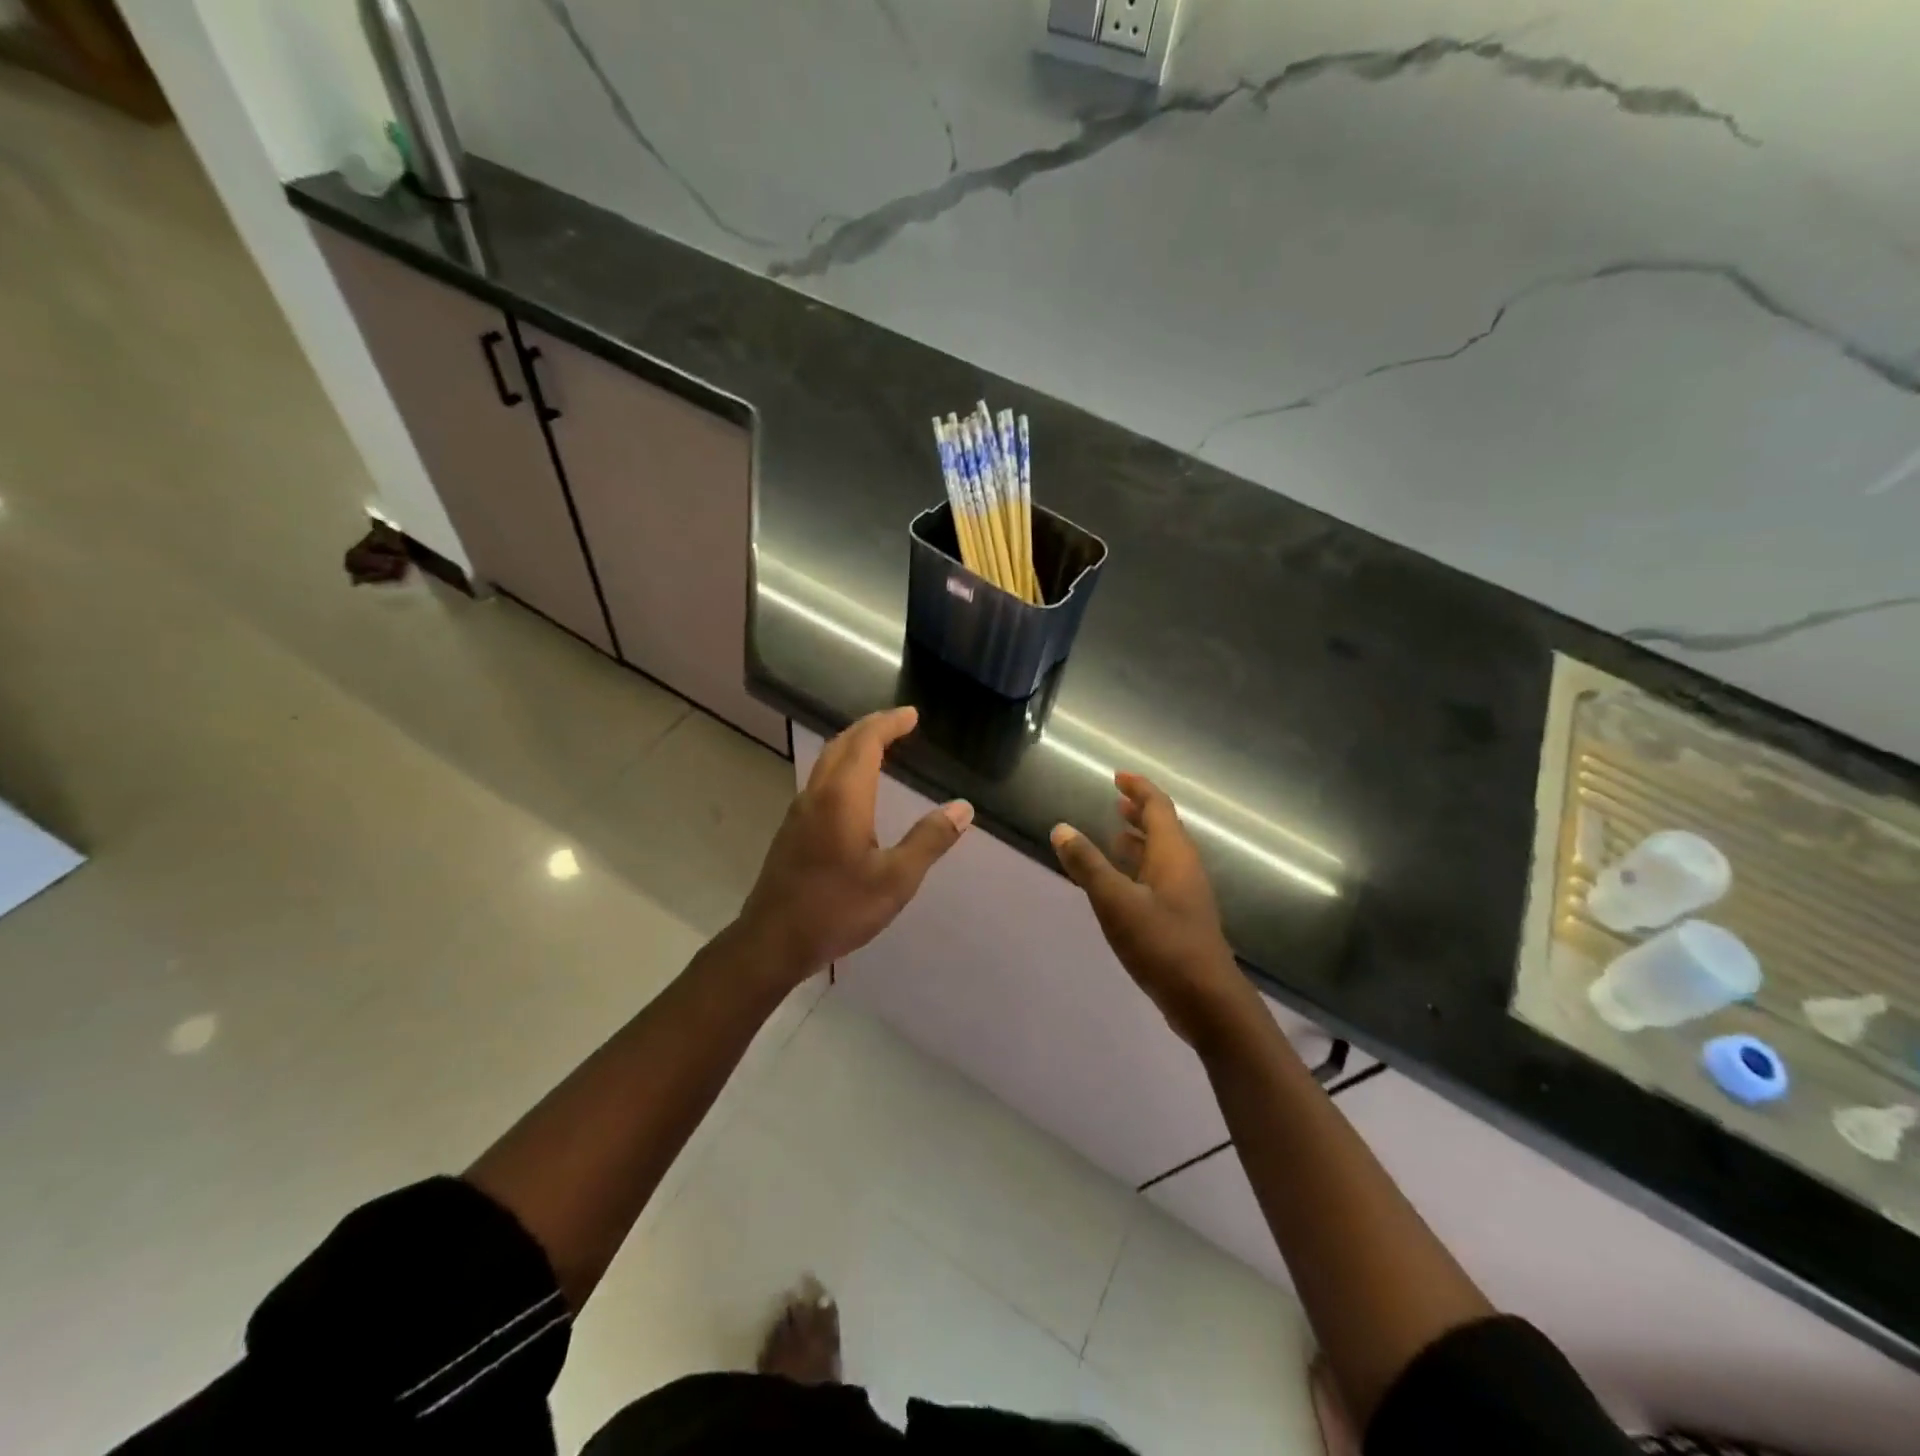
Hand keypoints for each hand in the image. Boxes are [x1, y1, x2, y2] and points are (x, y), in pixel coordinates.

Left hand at [739, 706, 971, 982]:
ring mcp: (799, 812)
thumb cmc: (837, 909)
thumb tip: (963, 807)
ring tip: (880, 747)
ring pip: (826, 761)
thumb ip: (929, 840)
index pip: (866, 743)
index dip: (889, 724)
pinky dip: (842, 766)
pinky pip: (820, 780)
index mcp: (843, 798)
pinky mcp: (791, 830)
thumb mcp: (896, 880)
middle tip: (898, 723)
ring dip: (853, 745)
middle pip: (842, 744)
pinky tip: (853, 788)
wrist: (772, 941)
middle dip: (870, 727)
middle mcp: (817, 794)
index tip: (911, 715)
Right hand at [1051, 773, 1257, 1049]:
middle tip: (1116, 801)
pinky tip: (1122, 883)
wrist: (1206, 999)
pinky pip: (1159, 877)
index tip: (1118, 776)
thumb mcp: (1116, 901)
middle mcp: (1184, 868)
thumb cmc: (1162, 943)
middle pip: (1164, 828)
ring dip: (1140, 840)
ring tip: (1114, 834)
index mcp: (1173, 854)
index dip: (1138, 788)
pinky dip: (1139, 867)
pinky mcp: (1182, 918)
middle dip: (1140, 812)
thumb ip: (1088, 865)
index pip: (1158, 807)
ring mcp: (1186, 894)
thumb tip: (1061, 829)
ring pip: (1162, 855)